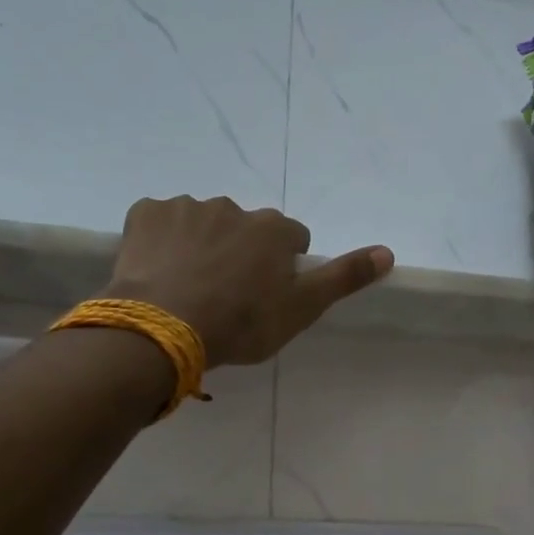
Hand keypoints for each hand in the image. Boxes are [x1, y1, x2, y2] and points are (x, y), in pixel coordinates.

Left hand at [103, 196, 393, 367]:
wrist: (163, 328)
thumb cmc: (241, 323)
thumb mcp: (301, 309)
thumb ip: (344, 278)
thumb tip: (387, 251)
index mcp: (273, 229)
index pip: (291, 239)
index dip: (283, 267)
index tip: (267, 296)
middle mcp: (233, 207)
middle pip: (245, 229)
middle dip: (240, 253)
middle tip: (227, 296)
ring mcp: (186, 207)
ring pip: (203, 223)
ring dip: (202, 246)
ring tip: (189, 288)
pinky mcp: (145, 213)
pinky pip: (160, 222)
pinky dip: (162, 241)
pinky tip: (158, 272)